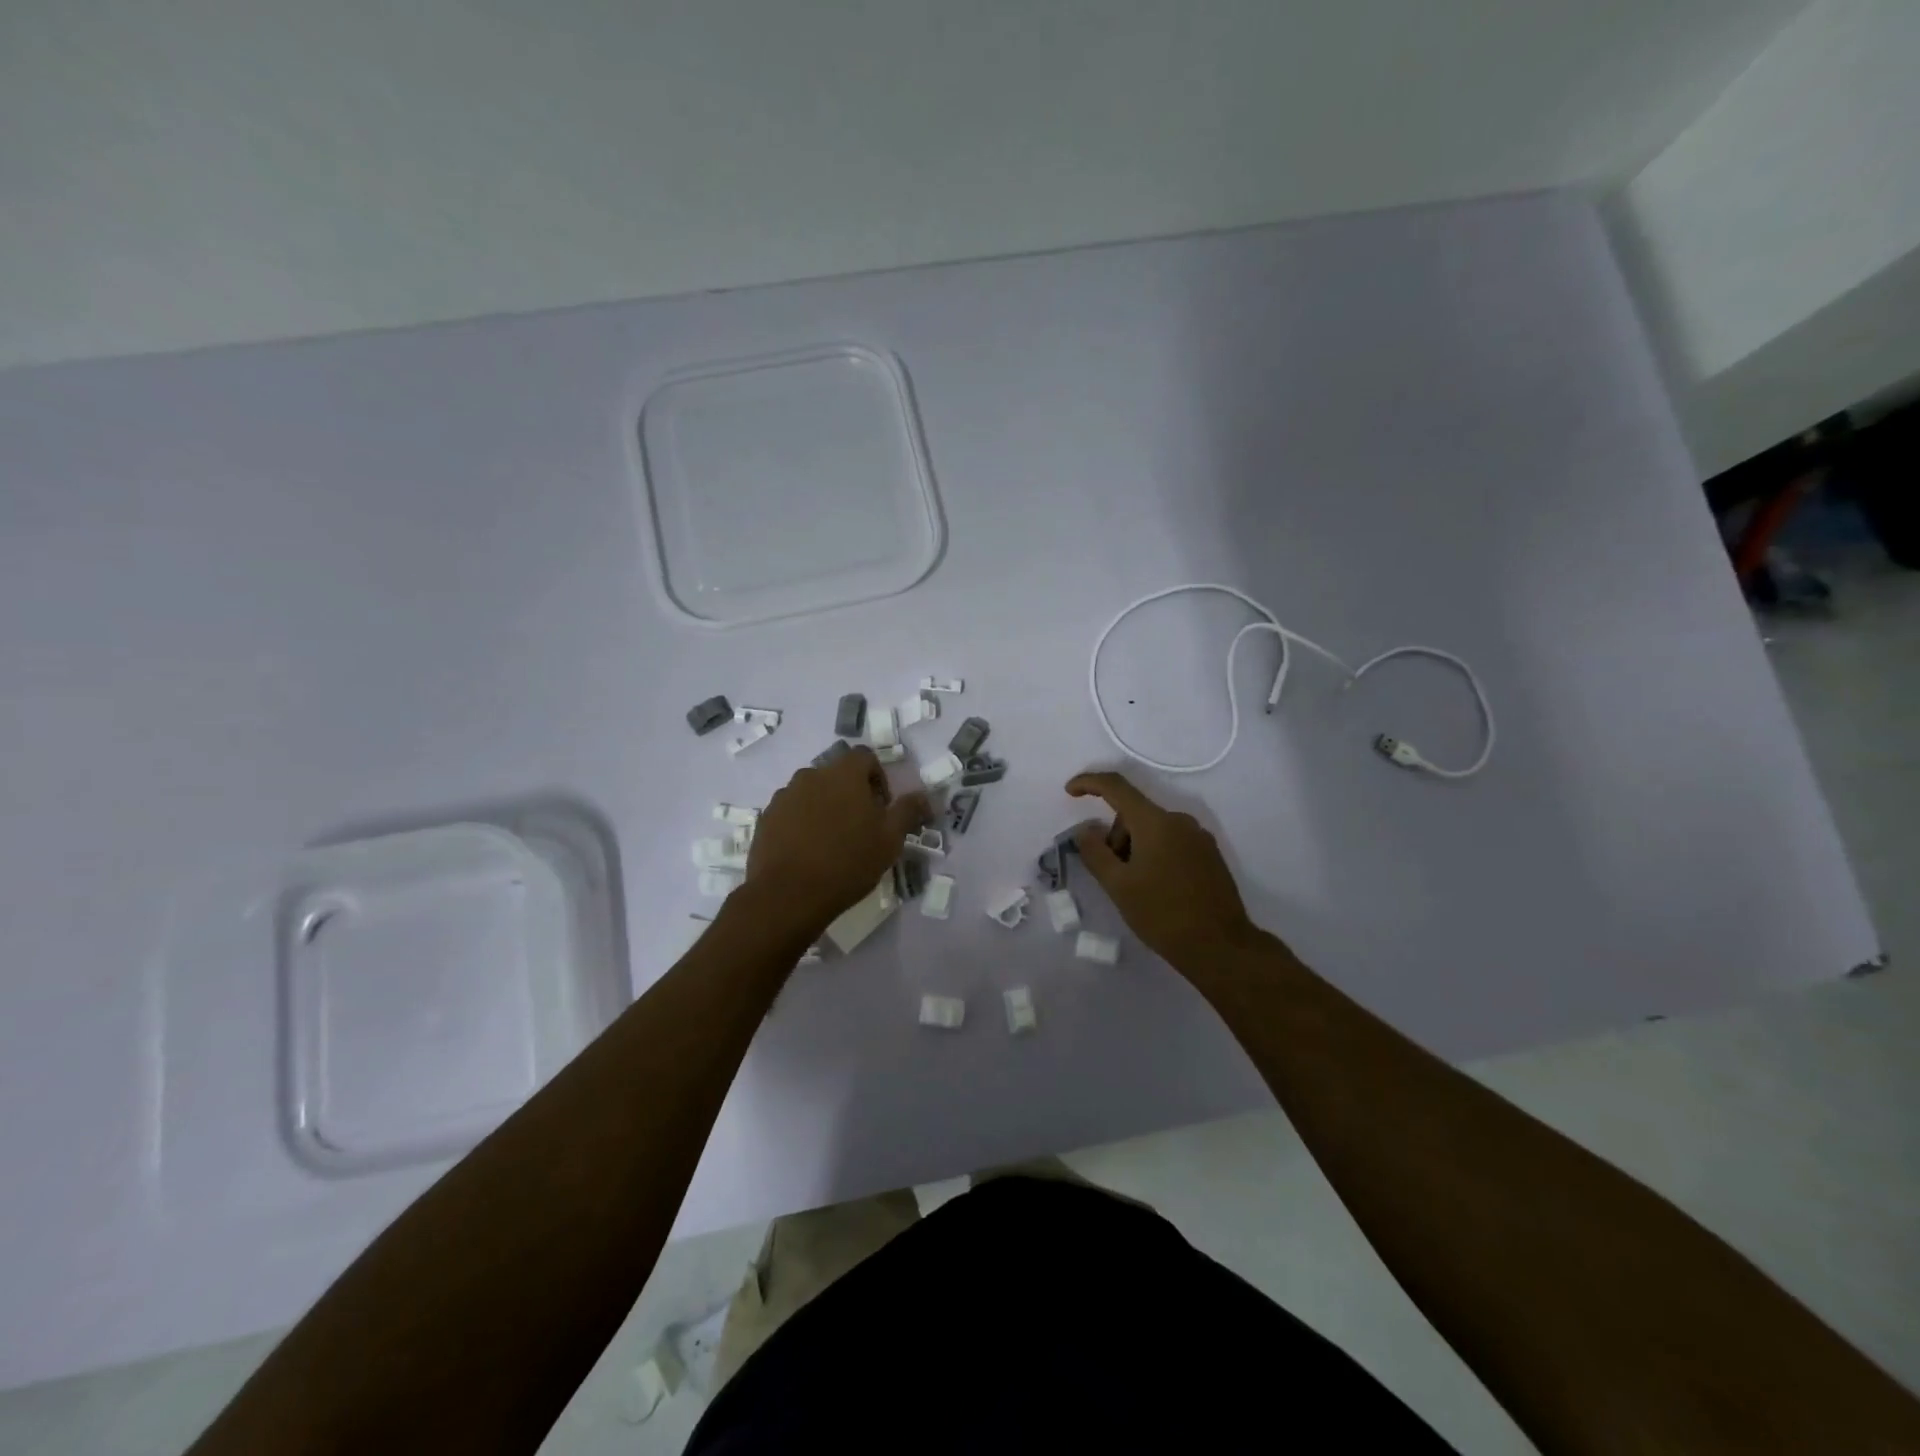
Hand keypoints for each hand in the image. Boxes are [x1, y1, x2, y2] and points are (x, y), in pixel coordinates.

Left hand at [746, 747, 931, 937]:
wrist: (788, 895)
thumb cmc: (847, 863)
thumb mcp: (890, 840)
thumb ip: (908, 811)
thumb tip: (925, 796)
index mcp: (843, 774)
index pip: (864, 756)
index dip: (878, 777)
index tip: (881, 808)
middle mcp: (811, 775)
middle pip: (837, 775)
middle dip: (851, 794)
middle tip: (860, 828)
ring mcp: (784, 796)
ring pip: (812, 793)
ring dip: (825, 808)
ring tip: (832, 843)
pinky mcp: (766, 818)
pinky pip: (791, 812)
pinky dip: (802, 823)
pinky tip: (809, 853)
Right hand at [1066, 770, 1260, 965]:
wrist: (1221, 947)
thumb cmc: (1162, 914)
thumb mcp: (1118, 886)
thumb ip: (1095, 853)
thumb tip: (1085, 830)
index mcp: (1155, 822)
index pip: (1116, 787)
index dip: (1089, 783)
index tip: (1070, 791)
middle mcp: (1180, 821)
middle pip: (1134, 814)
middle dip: (1115, 837)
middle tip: (1111, 875)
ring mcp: (1199, 837)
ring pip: (1153, 830)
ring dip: (1135, 848)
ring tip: (1136, 888)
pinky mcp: (1210, 855)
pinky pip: (1172, 842)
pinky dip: (1155, 855)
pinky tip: (1157, 889)